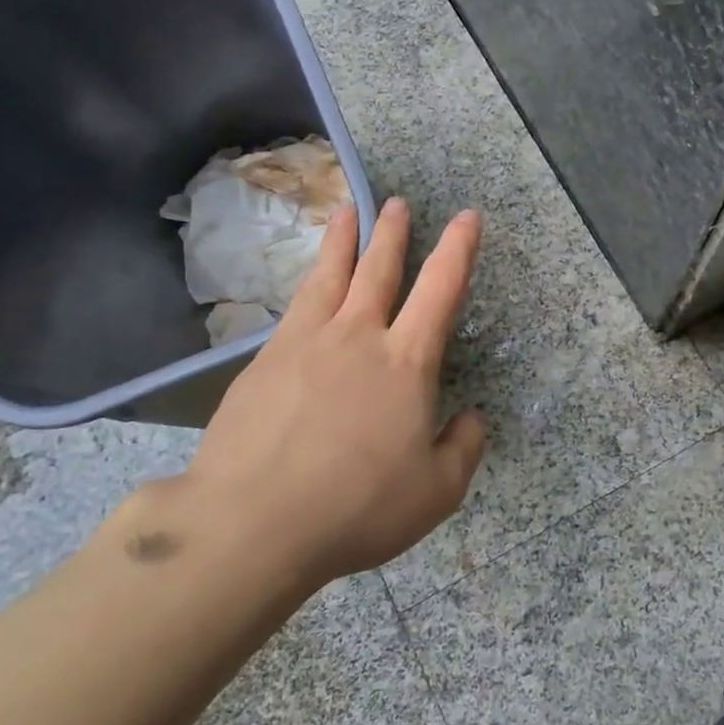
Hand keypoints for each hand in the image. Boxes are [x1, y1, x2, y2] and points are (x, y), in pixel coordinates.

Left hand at [121, 198, 487, 590]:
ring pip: (330, 276)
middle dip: (393, 232)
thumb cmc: (357, 507)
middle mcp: (357, 337)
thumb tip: (471, 419)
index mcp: (406, 362)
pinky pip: (294, 308)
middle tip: (397, 202)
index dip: (459, 249)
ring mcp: (305, 343)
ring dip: (343, 241)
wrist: (252, 522)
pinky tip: (306, 287)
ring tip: (346, 211)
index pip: (441, 290)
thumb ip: (463, 448)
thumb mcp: (436, 492)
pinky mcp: (264, 361)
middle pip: (379, 269)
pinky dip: (308, 285)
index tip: (467, 217)